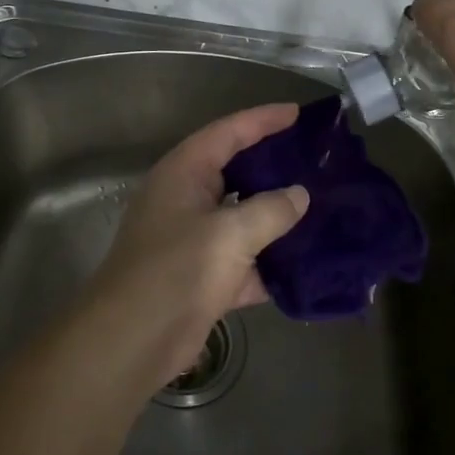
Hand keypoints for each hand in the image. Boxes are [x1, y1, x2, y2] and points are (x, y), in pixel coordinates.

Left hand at [83, 104, 309, 386]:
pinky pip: (245, 259)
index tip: (299, 114)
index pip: (228, 132)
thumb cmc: (178, 270)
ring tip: (321, 205)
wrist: (133, 340)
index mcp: (184, 173)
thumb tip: (299, 194)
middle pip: (236, 171)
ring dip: (277, 215)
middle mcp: (187, 198)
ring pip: (243, 217)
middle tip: (316, 159)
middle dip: (274, 166)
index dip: (263, 120)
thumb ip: (271, 209)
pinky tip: (307, 263)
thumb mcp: (230, 233)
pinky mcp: (203, 276)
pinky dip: (271, 261)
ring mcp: (194, 239)